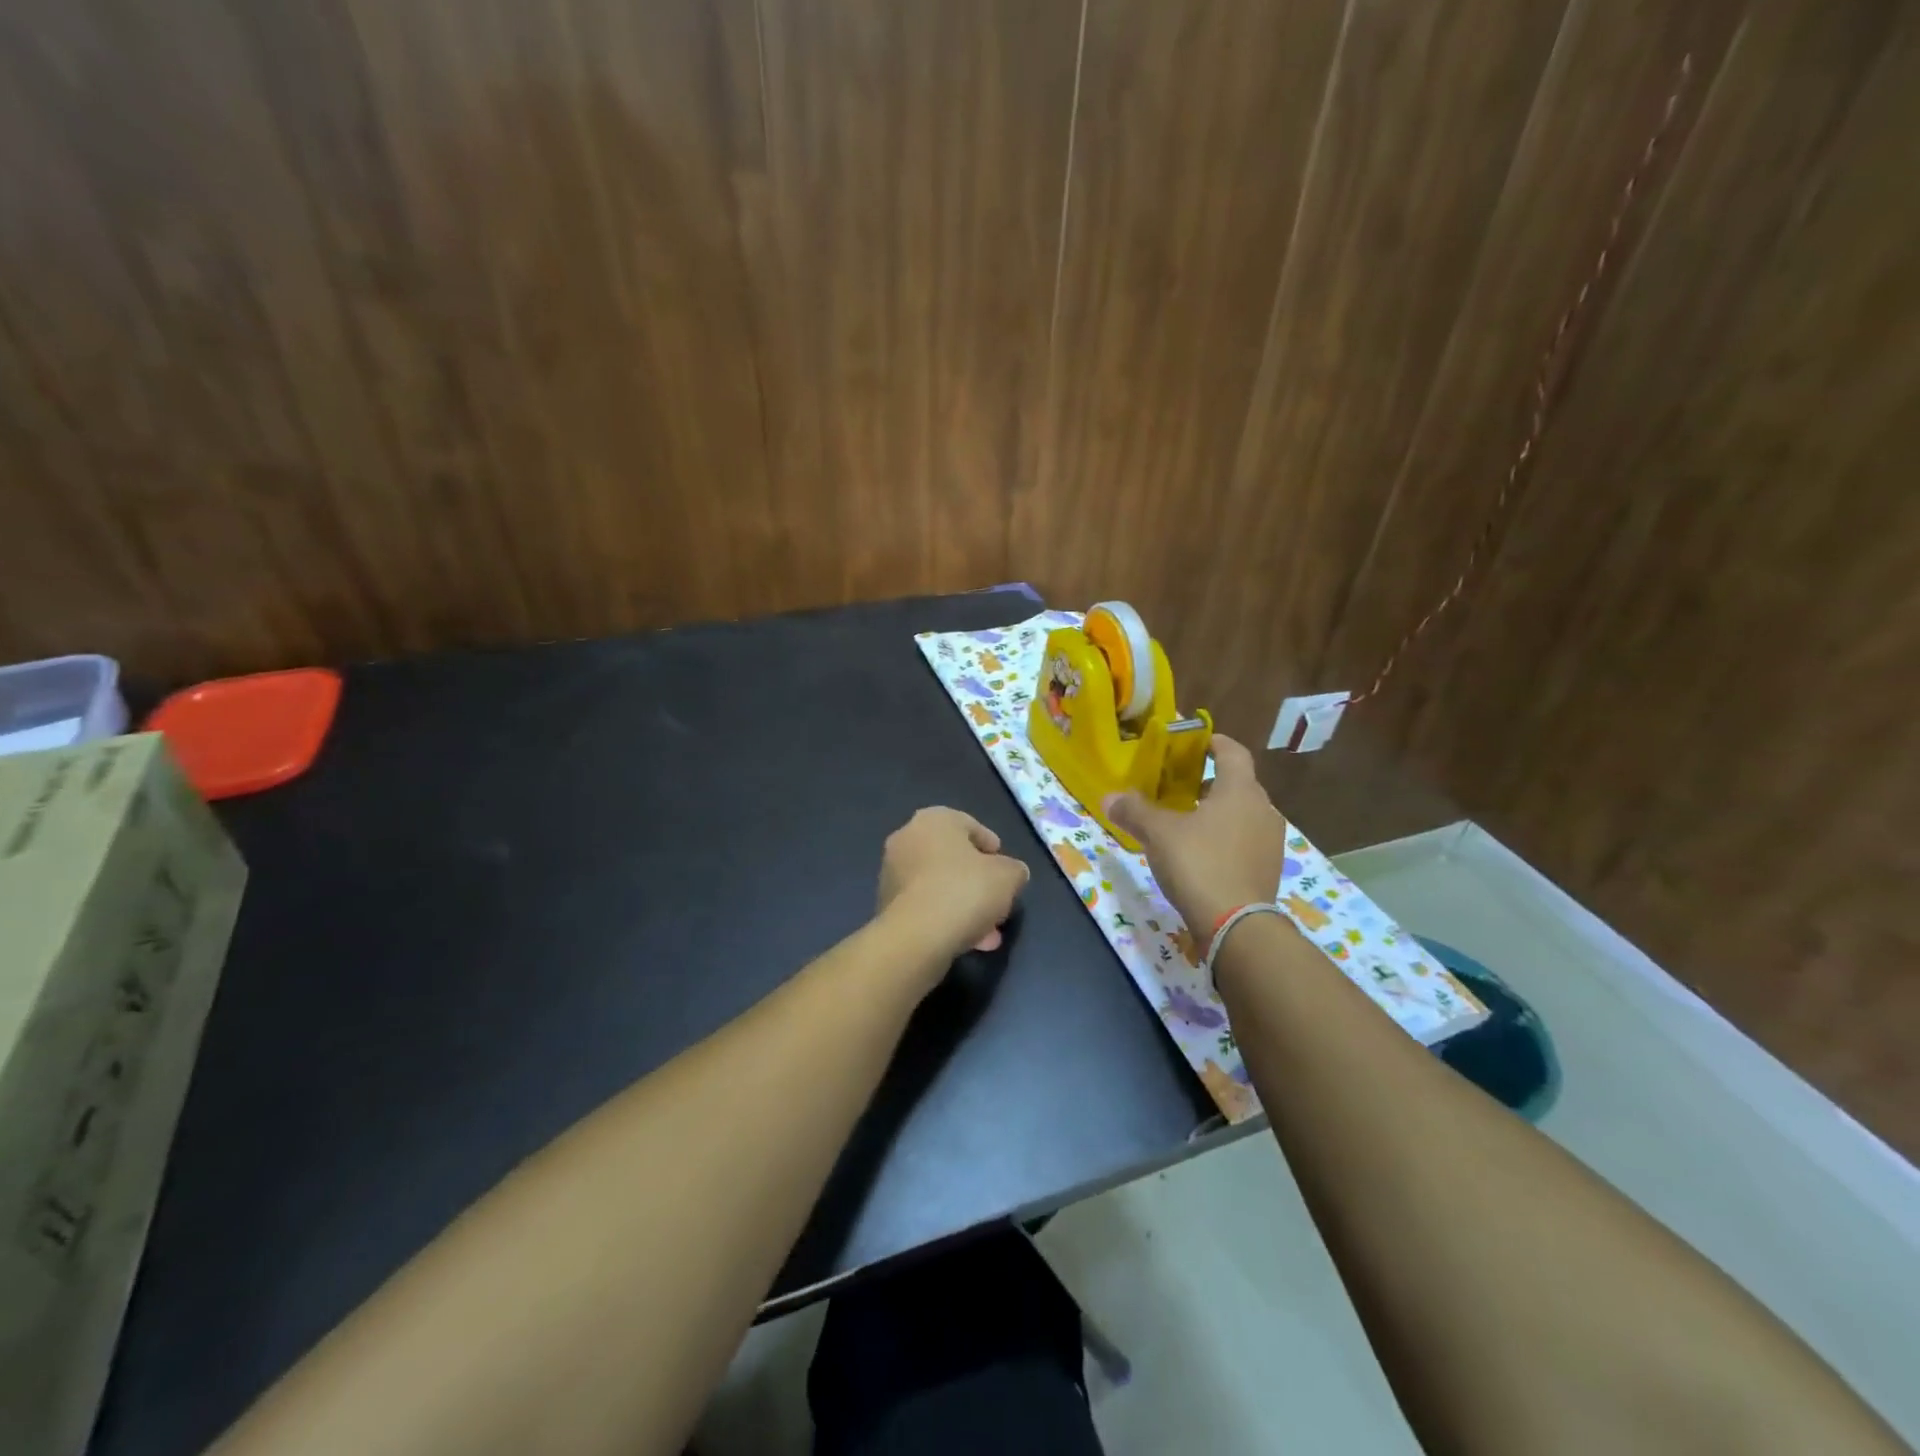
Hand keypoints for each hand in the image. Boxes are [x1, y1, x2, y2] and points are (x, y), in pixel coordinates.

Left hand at [876, 807, 1029, 968]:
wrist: (917, 936)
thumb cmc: (965, 890)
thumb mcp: (1008, 876)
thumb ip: (1013, 869)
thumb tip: (1010, 873)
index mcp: (934, 820)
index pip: (970, 825)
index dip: (991, 847)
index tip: (1005, 868)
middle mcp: (907, 838)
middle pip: (952, 858)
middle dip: (978, 882)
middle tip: (998, 901)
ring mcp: (892, 872)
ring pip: (939, 885)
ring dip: (964, 904)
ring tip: (988, 933)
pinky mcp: (886, 904)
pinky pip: (925, 905)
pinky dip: (945, 917)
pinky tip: (967, 940)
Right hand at [1103, 735, 1289, 935]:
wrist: (1237, 925)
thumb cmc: (1199, 863)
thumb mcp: (1158, 833)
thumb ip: (1135, 811)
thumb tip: (1109, 797)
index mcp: (1240, 790)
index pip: (1233, 752)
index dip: (1215, 742)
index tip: (1196, 742)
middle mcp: (1263, 809)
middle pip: (1238, 784)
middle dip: (1210, 782)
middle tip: (1180, 787)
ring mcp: (1270, 841)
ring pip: (1243, 814)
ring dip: (1219, 812)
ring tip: (1188, 822)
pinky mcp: (1269, 869)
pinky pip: (1246, 840)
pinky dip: (1226, 838)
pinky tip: (1202, 854)